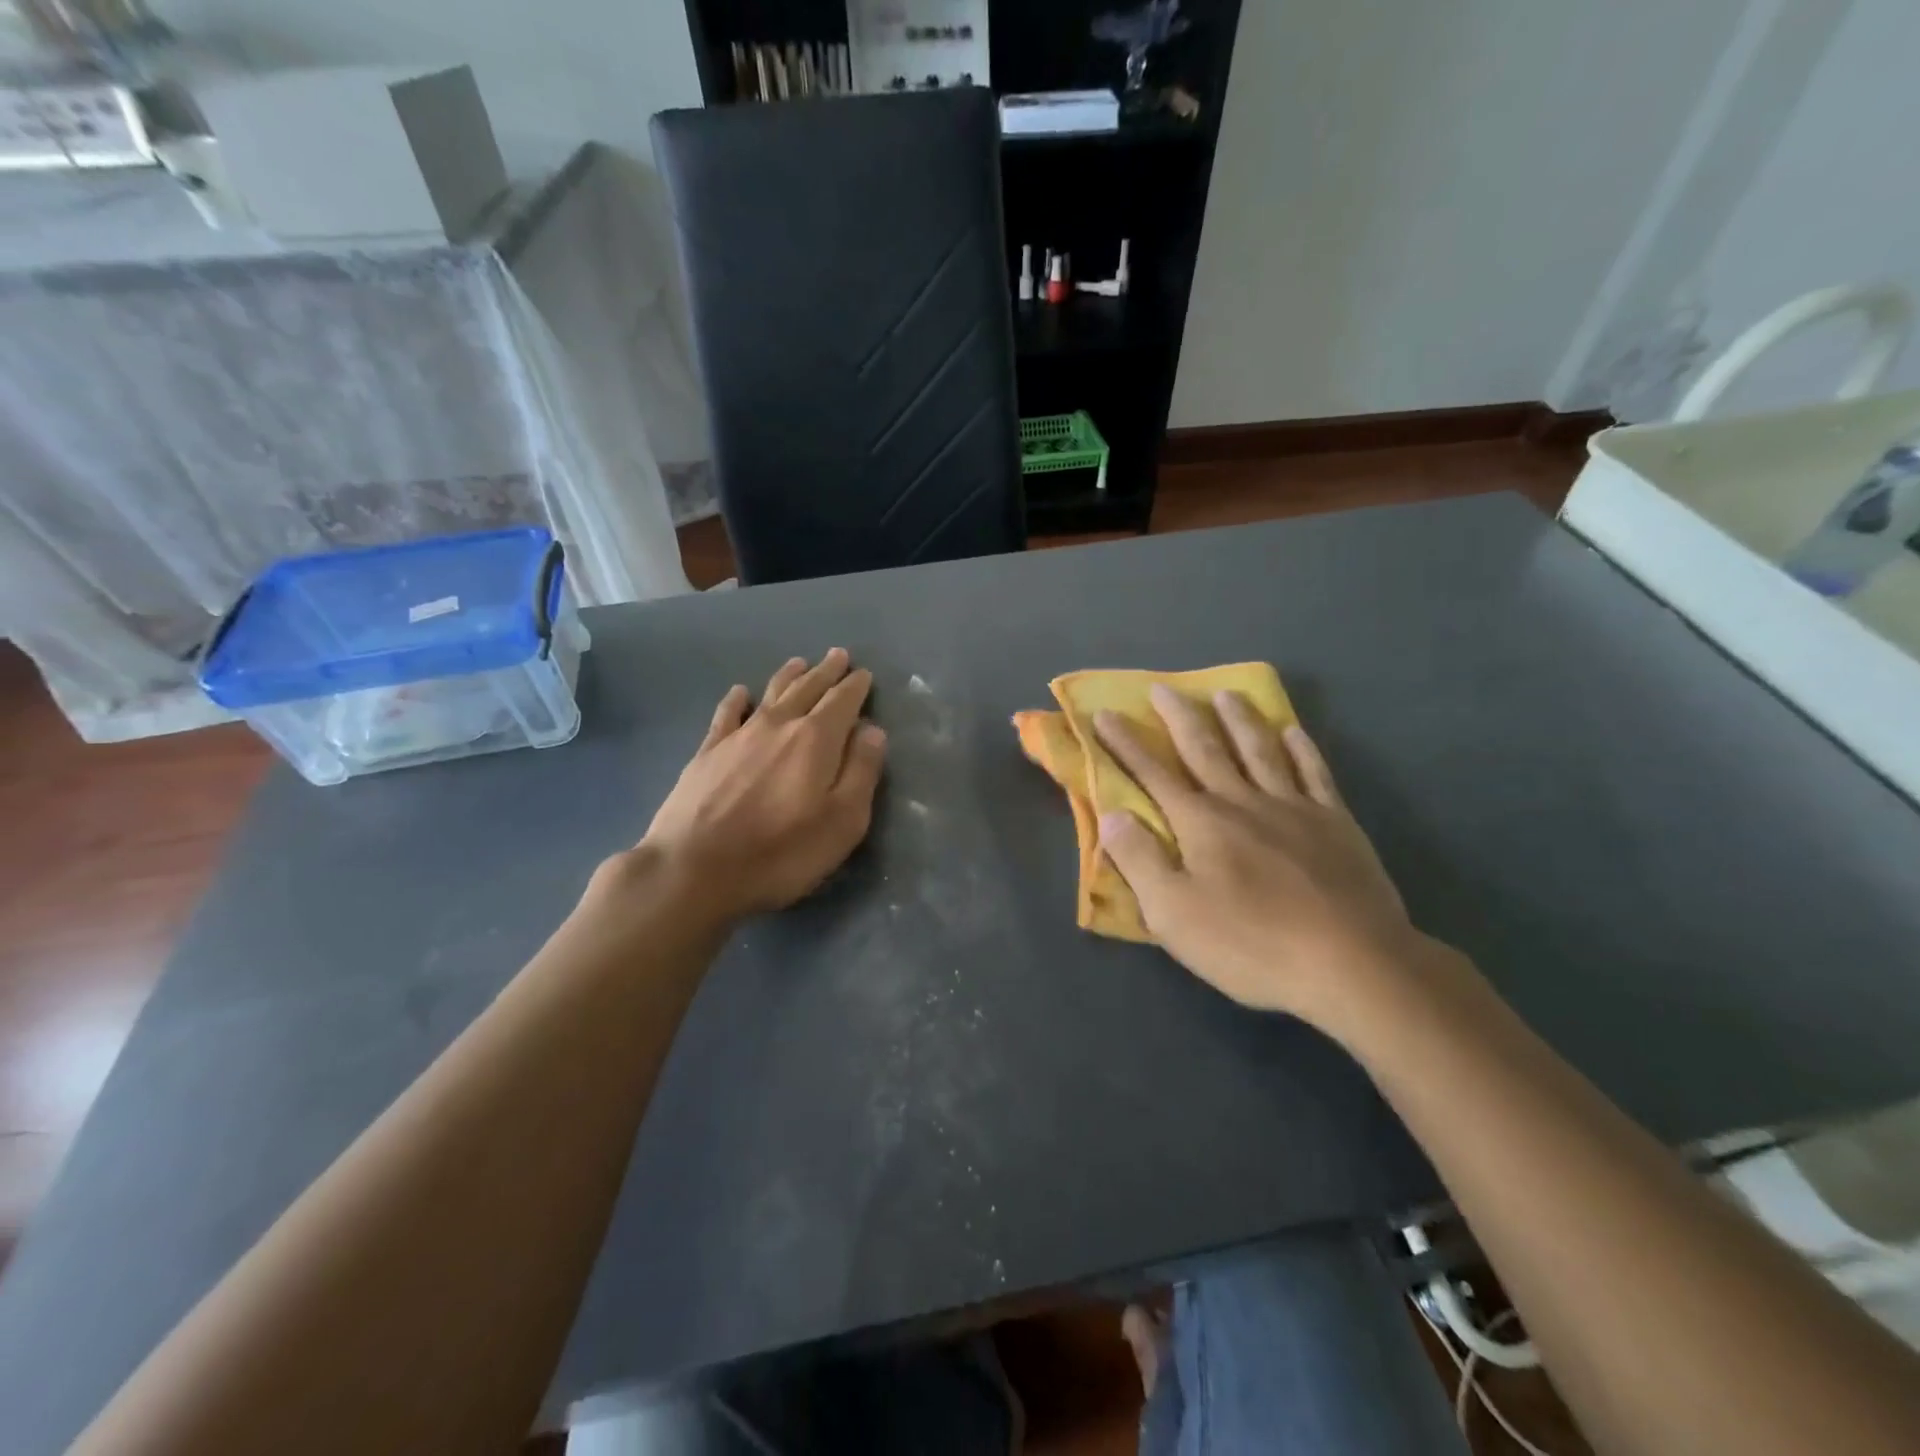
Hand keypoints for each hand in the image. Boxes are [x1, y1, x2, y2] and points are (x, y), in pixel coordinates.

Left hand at [597, 649, 887, 929]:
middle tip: (838, 655)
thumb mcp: (843, 821)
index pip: (842, 702)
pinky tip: (740, 692)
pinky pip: (727, 714)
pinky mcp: (707, 752)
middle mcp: (779, 726)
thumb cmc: (781, 852)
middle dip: (826, 672)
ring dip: (788, 676)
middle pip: (807, 689)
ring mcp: (739, 736)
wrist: (694, 869)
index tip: (863, 673)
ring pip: (770, 694)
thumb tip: (872, 730)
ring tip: (799, 662)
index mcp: (817, 740)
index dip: (855, 687)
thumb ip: (861, 771)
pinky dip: (737, 699)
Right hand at [1095, 687, 1420, 1027]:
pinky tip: (1293, 732)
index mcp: (1201, 823)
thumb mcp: (1173, 914)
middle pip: (1206, 749)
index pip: (1153, 774)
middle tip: (1164, 687)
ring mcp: (1294, 808)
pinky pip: (1314, 773)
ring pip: (1260, 751)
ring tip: (1226, 694)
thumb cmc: (1251, 944)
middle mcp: (1243, 802)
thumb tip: (1112, 814)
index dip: (1126, 744)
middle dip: (1180, 717)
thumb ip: (1139, 860)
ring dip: (1239, 720)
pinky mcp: (1336, 823)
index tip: (1105, 714)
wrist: (1352, 963)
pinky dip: (1301, 749)